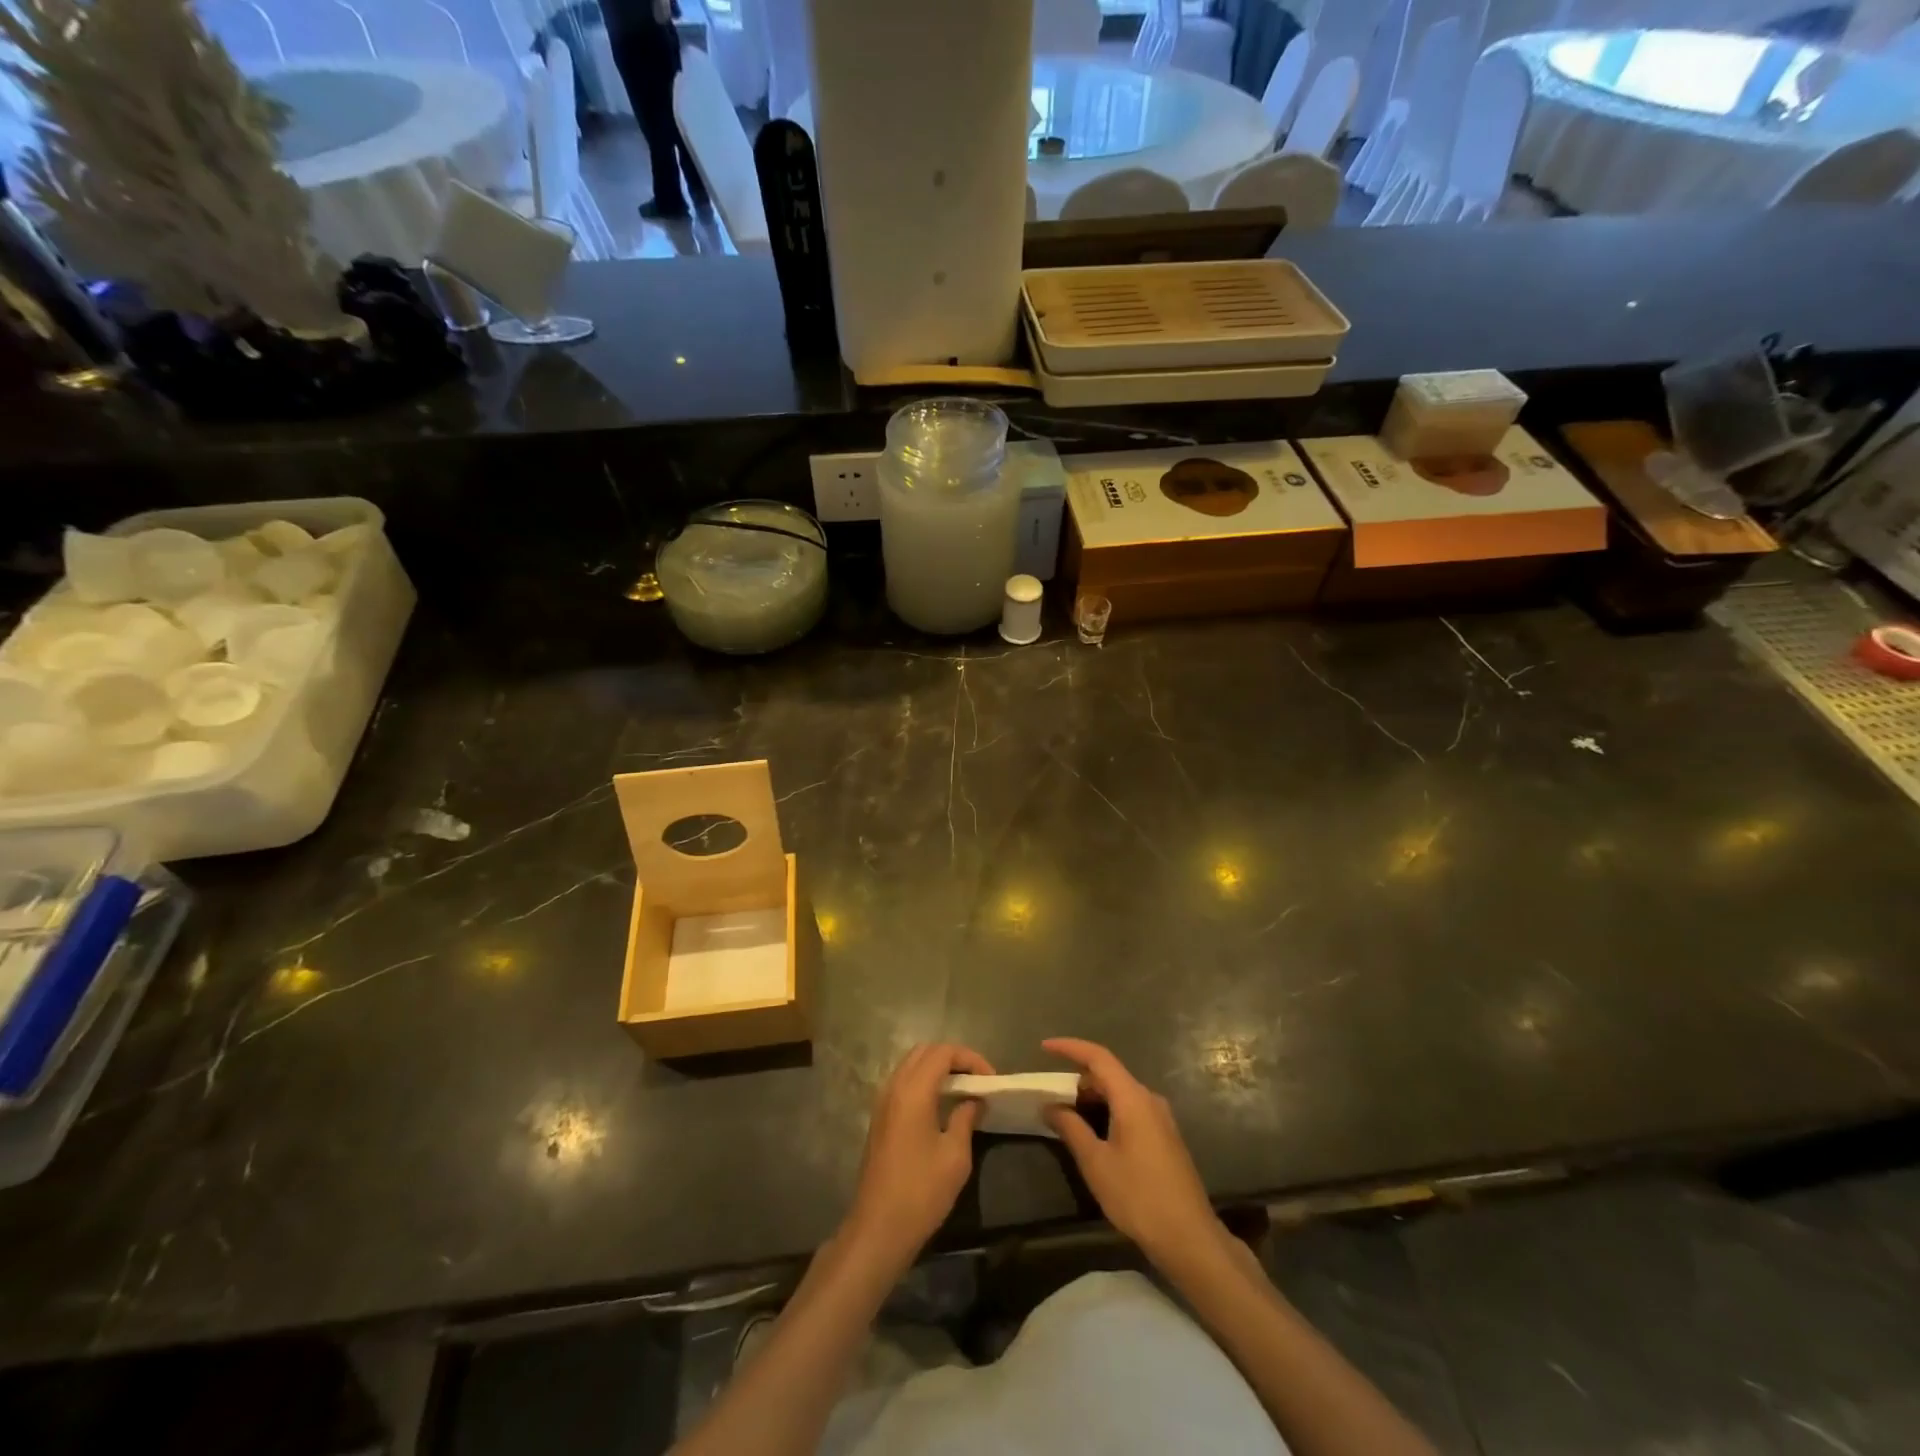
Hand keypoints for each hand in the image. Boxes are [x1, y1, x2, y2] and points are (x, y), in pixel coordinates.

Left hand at [845, 1043, 994, 1269]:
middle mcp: (894, 1087)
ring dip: (937, 1069)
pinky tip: (941, 1105)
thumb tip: (974, 1100)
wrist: (879, 1228)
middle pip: (925, 1052)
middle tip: (977, 1080)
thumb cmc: (921, 1191)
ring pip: (911, 1065)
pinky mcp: (879, 1117)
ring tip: (963, 1090)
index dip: (970, 1058)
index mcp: (913, 1090)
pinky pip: (903, 1082)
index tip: (990, 1079)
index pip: (943, 1052)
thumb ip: (965, 1118)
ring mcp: (882, 1101)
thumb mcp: (955, 1155)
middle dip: (953, 1058)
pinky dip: (924, 1082)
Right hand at [1042, 1037, 1224, 1266]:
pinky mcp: (1165, 1136)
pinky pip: (1131, 1109)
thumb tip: (1050, 1105)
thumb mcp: (1096, 1163)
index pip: (1098, 1057)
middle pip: (1110, 1074)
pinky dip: (1109, 1111)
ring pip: (1120, 1093)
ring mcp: (1161, 1118)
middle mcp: (1149, 1099)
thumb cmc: (1138, 1197)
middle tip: (1052, 1096)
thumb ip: (1071, 1128)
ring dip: (1093, 1097)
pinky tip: (1096, 1134)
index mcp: (1133, 1098)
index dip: (1070, 1047)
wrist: (1189, 1238)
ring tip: (1069, 1117)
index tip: (1044, 1047)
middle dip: (1079, 1079)